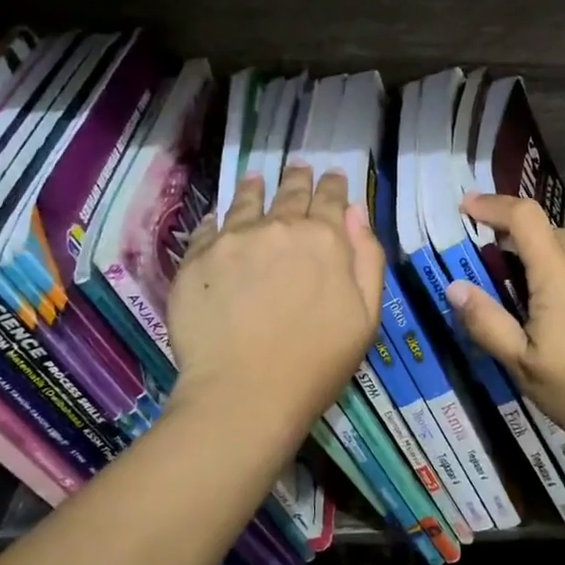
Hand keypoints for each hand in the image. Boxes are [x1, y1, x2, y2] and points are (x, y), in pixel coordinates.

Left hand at [167, 166, 384, 455]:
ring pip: (247, 202)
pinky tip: (218, 215)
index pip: (331, 200)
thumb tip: (356, 213)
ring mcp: (233, 240)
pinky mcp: (197, 259)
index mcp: (324, 240)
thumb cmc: (317, 363)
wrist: (244, 395)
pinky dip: (217, 217)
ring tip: (256, 178)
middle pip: (290, 194)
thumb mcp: (366, 316)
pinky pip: (208, 227)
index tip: (333, 176)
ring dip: (256, 188)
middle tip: (298, 169)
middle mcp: (278, 227)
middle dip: (298, 179)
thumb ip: (367, 258)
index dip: (334, 186)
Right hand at [446, 195, 564, 463]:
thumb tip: (455, 287)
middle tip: (496, 264)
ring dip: (550, 266)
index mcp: (560, 275)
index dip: (493, 204)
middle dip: (519, 238)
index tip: (467, 205)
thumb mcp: (525, 366)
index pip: (524, 217)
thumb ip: (488, 323)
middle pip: (550, 233)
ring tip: (537, 307)